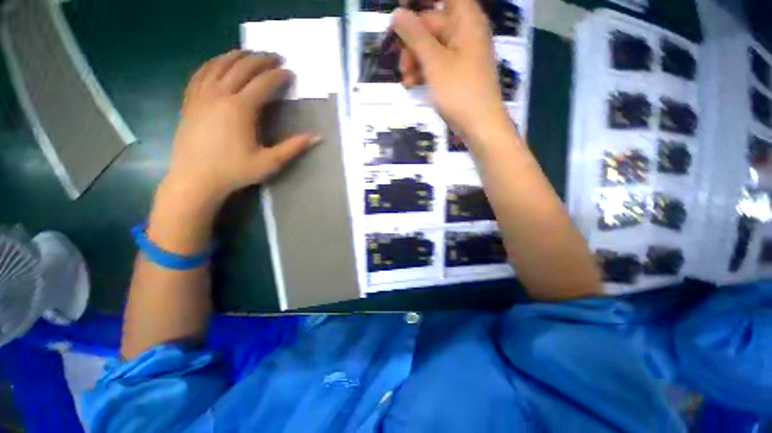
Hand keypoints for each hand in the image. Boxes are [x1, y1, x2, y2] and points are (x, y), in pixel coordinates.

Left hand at [166, 50, 319, 207]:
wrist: (196, 179)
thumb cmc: (235, 171)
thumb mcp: (270, 162)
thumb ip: (293, 147)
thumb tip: (317, 138)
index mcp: (241, 109)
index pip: (264, 83)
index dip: (279, 76)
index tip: (290, 72)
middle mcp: (220, 95)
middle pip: (242, 67)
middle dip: (261, 60)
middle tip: (275, 57)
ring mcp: (202, 96)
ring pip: (219, 65)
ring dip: (237, 56)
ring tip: (249, 53)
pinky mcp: (190, 101)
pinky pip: (200, 74)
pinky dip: (212, 64)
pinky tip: (218, 63)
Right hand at [391, 0, 510, 142]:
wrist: (480, 125)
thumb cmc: (460, 91)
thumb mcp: (434, 62)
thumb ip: (415, 36)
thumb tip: (397, 14)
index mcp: (466, 20)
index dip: (420, 3)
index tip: (401, 11)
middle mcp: (465, 32)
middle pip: (432, 24)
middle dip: (411, 42)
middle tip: (399, 62)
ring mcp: (462, 54)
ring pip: (432, 47)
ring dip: (415, 61)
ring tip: (404, 80)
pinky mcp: (457, 73)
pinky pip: (437, 64)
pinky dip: (423, 72)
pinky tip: (411, 85)